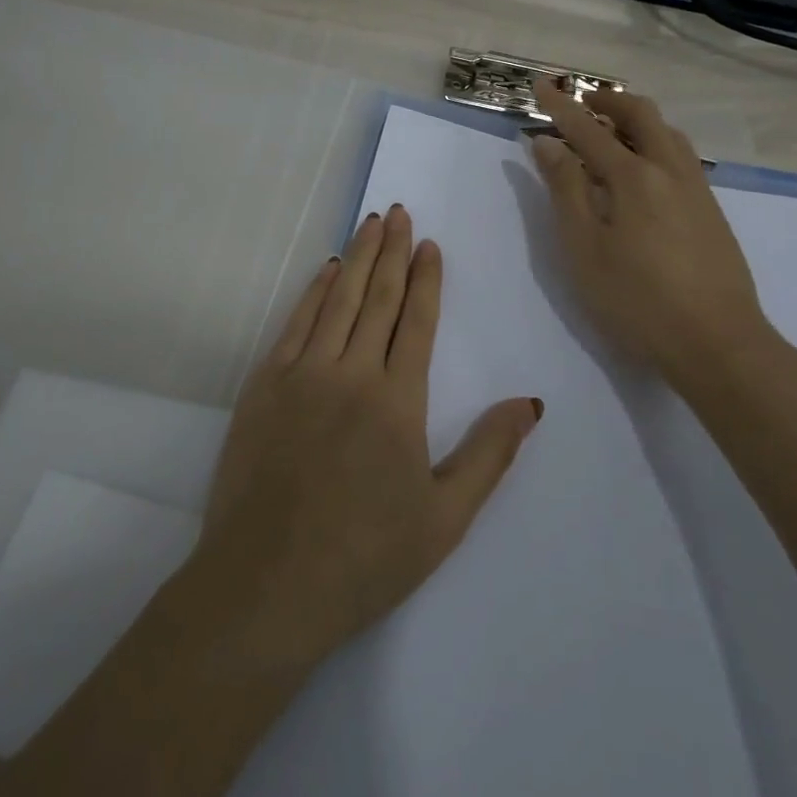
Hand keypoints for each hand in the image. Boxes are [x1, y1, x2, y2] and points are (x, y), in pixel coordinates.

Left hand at [187, 205, 542, 673]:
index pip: (416, 321)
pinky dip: (314, 291)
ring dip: (357, 258)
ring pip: (337, 300)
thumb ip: (490, 453)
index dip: (425, 279)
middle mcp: (351, 373)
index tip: (429, 244)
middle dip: (391, 251)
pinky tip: (326, 270)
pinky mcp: (264, 385)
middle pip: (376, 298)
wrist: (266, 584)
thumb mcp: (445, 518)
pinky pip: (295, 323)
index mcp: (398, 402)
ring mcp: (303, 374)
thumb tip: (532, 402)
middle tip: (398, 211)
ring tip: (370, 222)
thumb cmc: (365, 557)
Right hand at [529, 78, 777, 380]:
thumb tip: (547, 143)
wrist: (718, 343)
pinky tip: (645, 168)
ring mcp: (697, 189)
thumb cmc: (636, 299)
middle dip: (608, 100)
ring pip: (667, 132)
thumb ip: (565, 190)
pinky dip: (655, 141)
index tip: (540, 84)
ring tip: (611, 130)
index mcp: (633, 176)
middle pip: (640, 114)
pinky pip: (681, 155)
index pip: (587, 129)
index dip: (560, 106)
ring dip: (636, 119)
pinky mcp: (711, 210)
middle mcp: (669, 170)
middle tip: (581, 102)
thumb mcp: (584, 248)